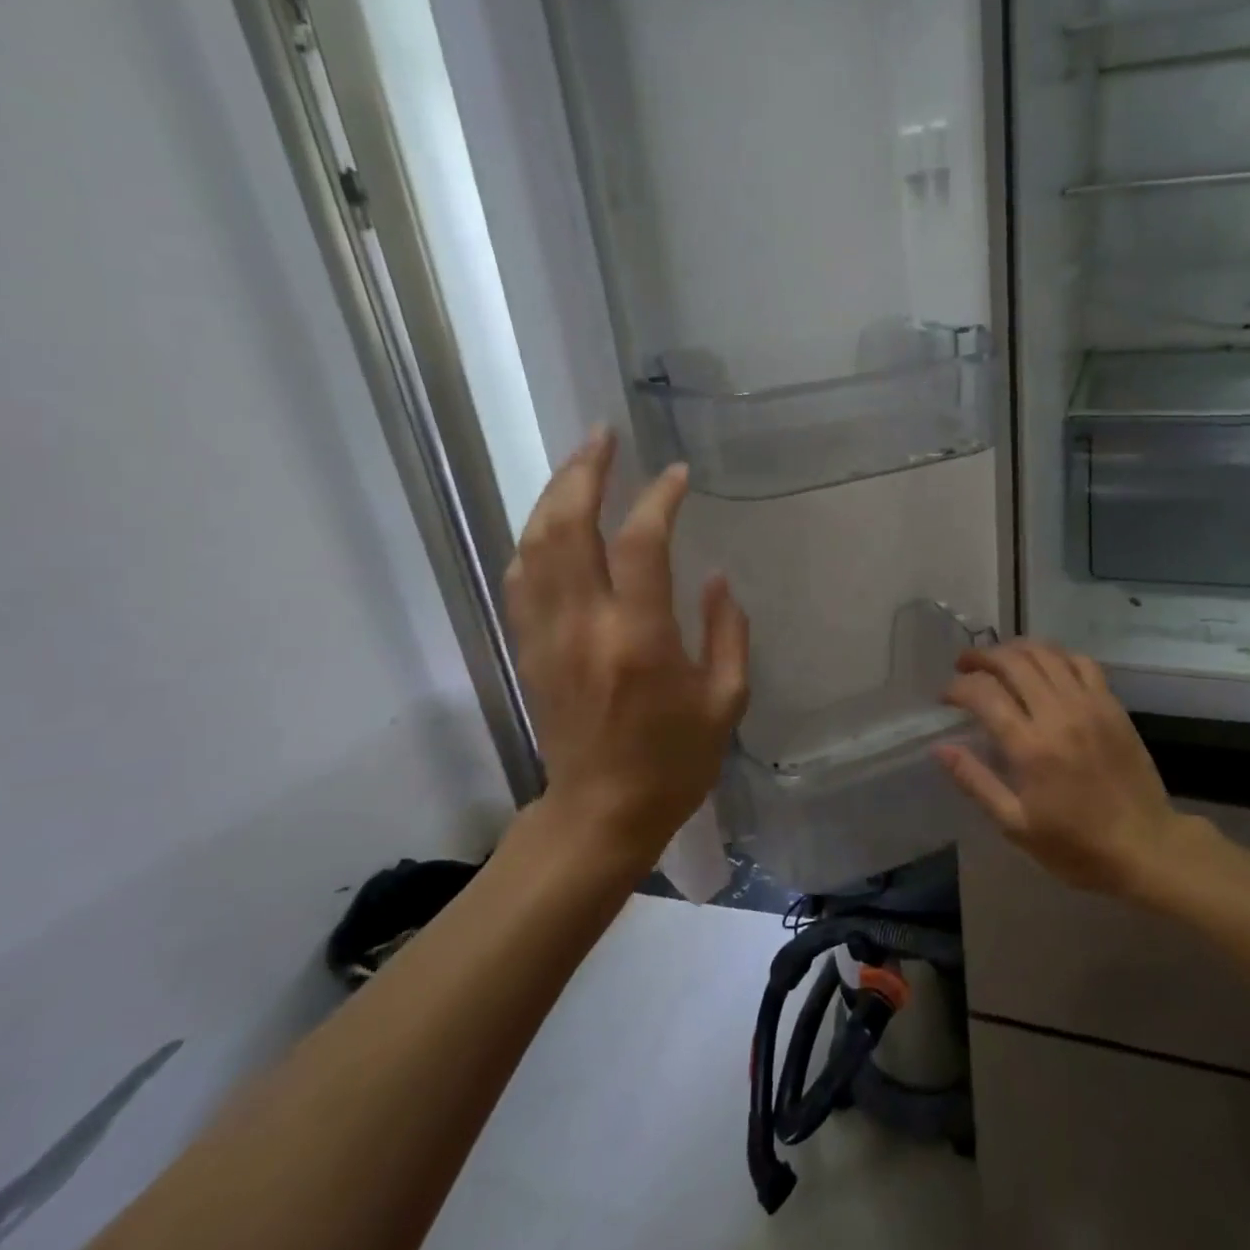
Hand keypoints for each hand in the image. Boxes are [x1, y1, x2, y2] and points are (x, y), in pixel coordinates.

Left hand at [502, 427, 749, 865]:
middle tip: (604, 435)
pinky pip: (522, 576)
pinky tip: (553, 520)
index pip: (642, 544)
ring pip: (534, 544)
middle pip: (567, 527)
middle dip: (584, 472)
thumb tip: (716, 577)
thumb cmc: (676, 761)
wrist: (601, 814)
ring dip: (554, 494)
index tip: (677, 474)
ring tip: (580, 462)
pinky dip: (536, 537)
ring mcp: (546, 636)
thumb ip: (728, 631)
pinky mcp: (528, 649)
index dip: (659, 498)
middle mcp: (584, 627)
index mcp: (640, 640)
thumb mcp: (726, 700)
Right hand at [936, 640, 1190, 897]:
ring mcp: (1089, 704)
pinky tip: (1044, 666)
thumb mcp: (1016, 825)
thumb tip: (940, 748)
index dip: (957, 687)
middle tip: (964, 666)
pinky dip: (1056, 655)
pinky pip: (1081, 662)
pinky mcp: (1111, 704)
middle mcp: (1058, 714)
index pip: (983, 694)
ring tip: (998, 659)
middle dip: (980, 657)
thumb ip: (975, 781)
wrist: (1146, 846)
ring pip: (1045, 653)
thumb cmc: (1076, 845)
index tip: (945, 696)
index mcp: (1030, 747)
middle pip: (1012, 662)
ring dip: (1015, 649)